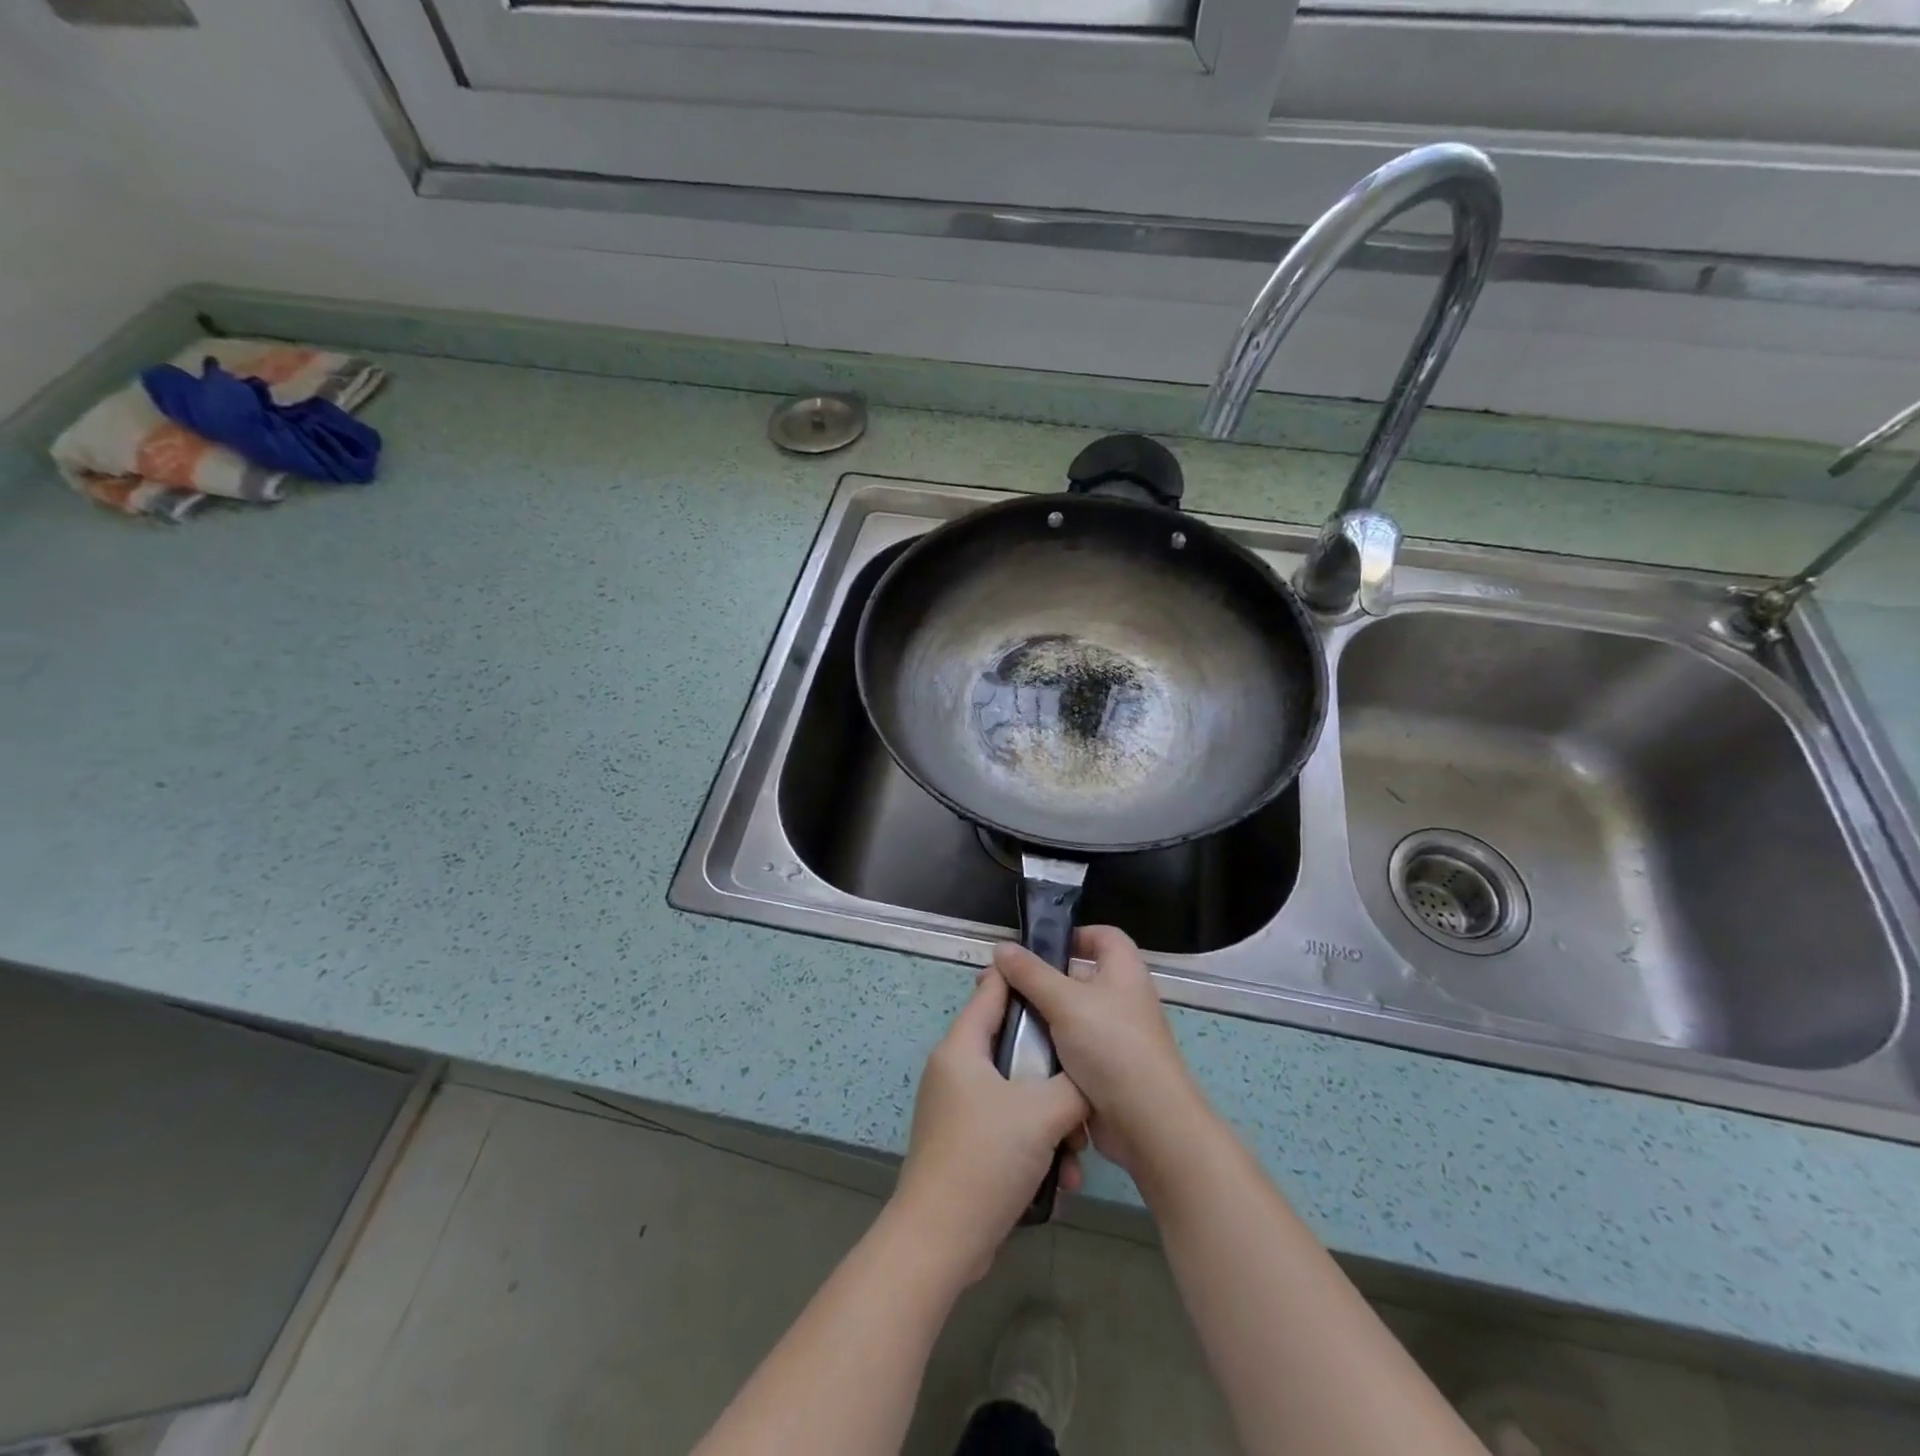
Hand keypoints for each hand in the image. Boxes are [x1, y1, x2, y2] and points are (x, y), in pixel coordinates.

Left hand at [892, 969, 1090, 1282]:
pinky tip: (1061, 1178)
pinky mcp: (965, 1144)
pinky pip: (1008, 1127)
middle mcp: (956, 1070)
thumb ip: (1073, 1085)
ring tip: (1076, 1151)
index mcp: (963, 1047)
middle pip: (1013, 1047)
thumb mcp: (1043, 1113)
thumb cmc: (987, 1158)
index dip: (1025, 978)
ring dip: (1051, 1119)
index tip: (1063, 979)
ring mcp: (958, 1109)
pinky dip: (1035, 1144)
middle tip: (1084, 1087)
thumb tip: (1089, 1079)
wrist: (941, 1241)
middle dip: (1053, 1071)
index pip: (993, 990)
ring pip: (1016, 1093)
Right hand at [993, 925, 1210, 1185]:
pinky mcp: (1105, 1069)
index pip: (1103, 936)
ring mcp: (1115, 1036)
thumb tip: (1001, 947)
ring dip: (1040, 1018)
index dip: (1074, 935)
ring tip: (1000, 1020)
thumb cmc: (1111, 1047)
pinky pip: (1072, 1048)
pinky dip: (1049, 1049)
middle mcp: (1122, 998)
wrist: (1147, 1124)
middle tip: (1002, 987)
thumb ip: (1030, 973)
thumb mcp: (1064, 1002)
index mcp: (1124, 971)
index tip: (1038, 948)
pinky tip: (1018, 1053)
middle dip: (1041, 980)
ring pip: (1070, 1016)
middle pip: (1079, 976)